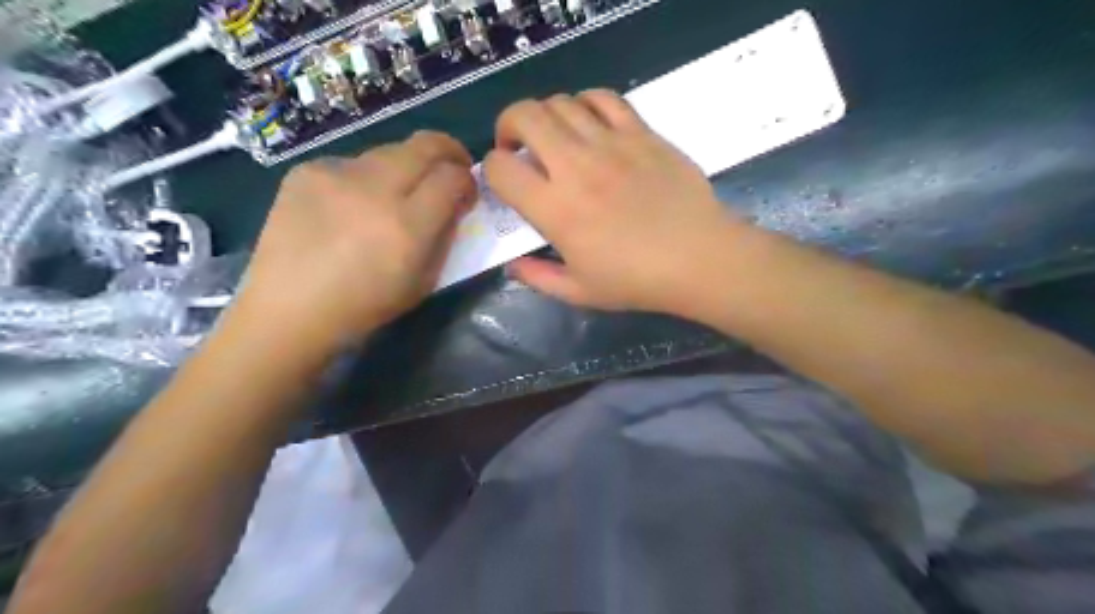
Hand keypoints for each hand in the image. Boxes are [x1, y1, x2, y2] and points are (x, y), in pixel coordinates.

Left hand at [232, 131, 472, 357]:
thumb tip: (455, 203)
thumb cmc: (365, 306)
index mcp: (407, 225)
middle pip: (425, 144)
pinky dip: (365, 179)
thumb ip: (445, 236)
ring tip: (395, 195)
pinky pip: (352, 163)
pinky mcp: (307, 170)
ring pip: (389, 151)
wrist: (289, 309)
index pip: (452, 177)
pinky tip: (351, 206)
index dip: (468, 181)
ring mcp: (336, 173)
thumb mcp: (423, 281)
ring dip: (406, 167)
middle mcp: (374, 189)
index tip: (466, 195)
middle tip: (451, 168)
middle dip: (448, 151)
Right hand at [485, 89, 747, 316]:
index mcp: (556, 209)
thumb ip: (537, 278)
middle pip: (524, 116)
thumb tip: (512, 266)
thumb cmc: (637, 281)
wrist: (699, 258)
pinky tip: (589, 123)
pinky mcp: (641, 133)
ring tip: (554, 137)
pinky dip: (585, 103)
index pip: (500, 168)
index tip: (505, 181)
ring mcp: (611, 144)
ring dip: (545, 115)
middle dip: (508, 126)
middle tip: (518, 146)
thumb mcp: (579, 292)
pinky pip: (604, 98)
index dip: (491, 170)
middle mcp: (576, 167)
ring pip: (561, 102)